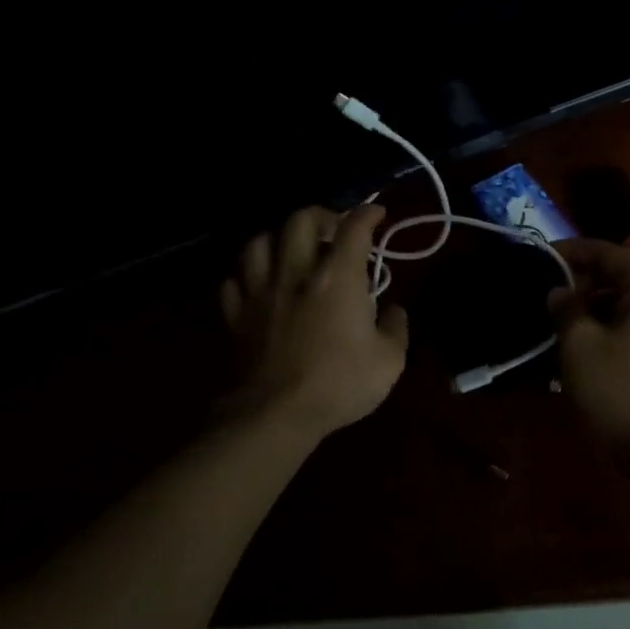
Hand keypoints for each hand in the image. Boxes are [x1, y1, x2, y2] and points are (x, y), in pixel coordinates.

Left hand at [220, 205, 408, 439]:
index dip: (368, 214)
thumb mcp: (389, 360)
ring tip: (291, 250)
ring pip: (259, 242)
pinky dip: (248, 275)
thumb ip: (395, 328)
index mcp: (338, 278)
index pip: (354, 228)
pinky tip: (260, 283)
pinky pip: (234, 280)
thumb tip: (394, 311)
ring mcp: (260, 292)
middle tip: (334, 229)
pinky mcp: (236, 316)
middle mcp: (296, 273)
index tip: (377, 213)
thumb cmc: (340, 384)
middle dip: (321, 215)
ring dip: (279, 238)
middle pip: (300, 220)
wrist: (275, 415)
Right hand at [547, 240, 629, 452]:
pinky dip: (615, 324)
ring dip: (600, 303)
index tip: (543, 256)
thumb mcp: (580, 346)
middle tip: (554, 290)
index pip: (609, 252)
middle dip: (587, 278)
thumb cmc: (621, 391)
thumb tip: (560, 293)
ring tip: (565, 319)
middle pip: (626, 273)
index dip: (573, 251)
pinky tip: (589, 344)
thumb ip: (566, 309)